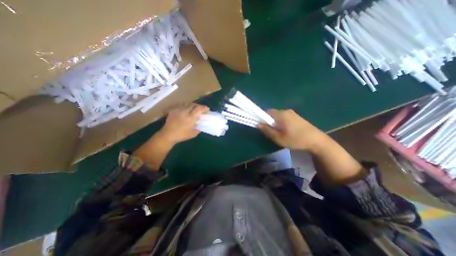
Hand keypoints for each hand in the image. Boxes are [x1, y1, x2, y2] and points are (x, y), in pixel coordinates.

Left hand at [155, 103, 207, 144]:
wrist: (167, 135)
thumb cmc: (181, 135)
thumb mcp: (192, 135)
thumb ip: (197, 130)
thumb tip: (198, 128)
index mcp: (191, 118)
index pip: (199, 109)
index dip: (204, 108)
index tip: (207, 109)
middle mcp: (185, 112)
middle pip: (193, 105)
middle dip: (199, 106)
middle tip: (201, 109)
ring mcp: (178, 110)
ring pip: (187, 104)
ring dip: (192, 105)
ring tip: (193, 109)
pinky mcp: (173, 111)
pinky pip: (181, 106)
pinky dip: (185, 107)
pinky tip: (185, 110)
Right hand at [258, 108, 329, 151]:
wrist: (316, 141)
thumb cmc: (295, 139)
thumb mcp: (279, 138)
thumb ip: (267, 130)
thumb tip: (258, 124)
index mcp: (281, 114)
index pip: (266, 112)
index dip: (262, 118)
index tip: (262, 126)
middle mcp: (286, 111)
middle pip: (273, 113)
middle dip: (269, 121)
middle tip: (271, 131)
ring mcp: (293, 113)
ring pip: (279, 116)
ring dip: (276, 122)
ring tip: (279, 132)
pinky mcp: (297, 117)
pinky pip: (285, 117)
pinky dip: (282, 122)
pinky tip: (286, 131)